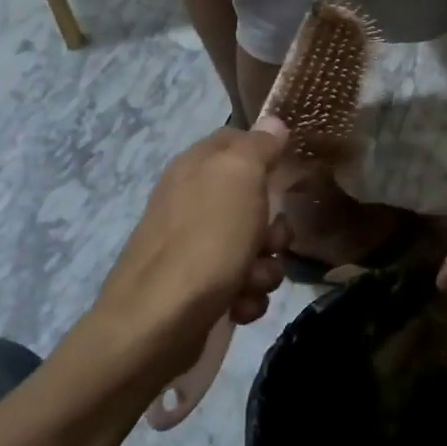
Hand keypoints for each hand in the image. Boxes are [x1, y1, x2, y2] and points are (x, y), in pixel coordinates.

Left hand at [89, 119, 290, 385]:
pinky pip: (244, 283)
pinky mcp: (199, 288)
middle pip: (257, 202)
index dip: (269, 155)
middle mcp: (194, 201)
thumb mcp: (238, 177)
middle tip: (268, 241)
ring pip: (257, 248)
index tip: (289, 175)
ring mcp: (195, 247)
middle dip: (274, 227)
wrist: (157, 324)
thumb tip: (273, 121)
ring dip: (265, 268)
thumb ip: (258, 145)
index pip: (240, 141)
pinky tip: (237, 306)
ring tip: (249, 283)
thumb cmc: (204, 242)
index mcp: (197, 167)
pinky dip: (247, 296)